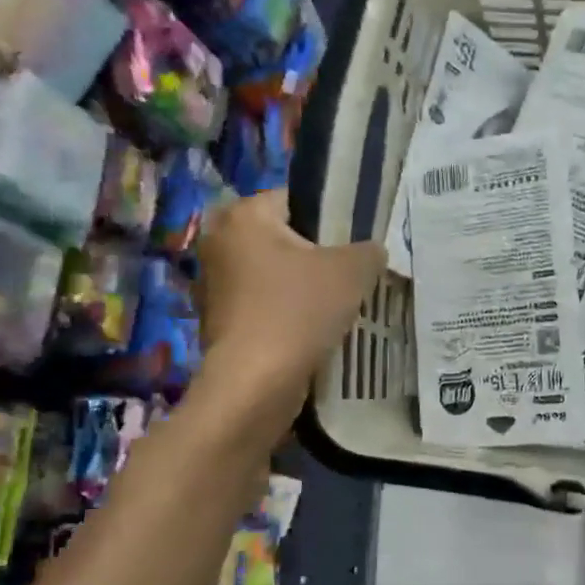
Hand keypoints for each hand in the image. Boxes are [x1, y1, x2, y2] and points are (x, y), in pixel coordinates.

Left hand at [193, 192, 384, 435]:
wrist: (255, 385)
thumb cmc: (299, 311)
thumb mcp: (353, 270)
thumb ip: (369, 250)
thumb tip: (371, 253)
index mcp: (243, 215)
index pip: (297, 199)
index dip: (334, 218)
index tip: (358, 244)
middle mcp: (219, 242)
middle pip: (285, 238)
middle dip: (318, 255)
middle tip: (352, 275)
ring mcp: (213, 285)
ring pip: (274, 274)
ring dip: (302, 287)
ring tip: (338, 305)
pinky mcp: (218, 322)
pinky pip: (264, 305)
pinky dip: (286, 313)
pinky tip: (314, 331)